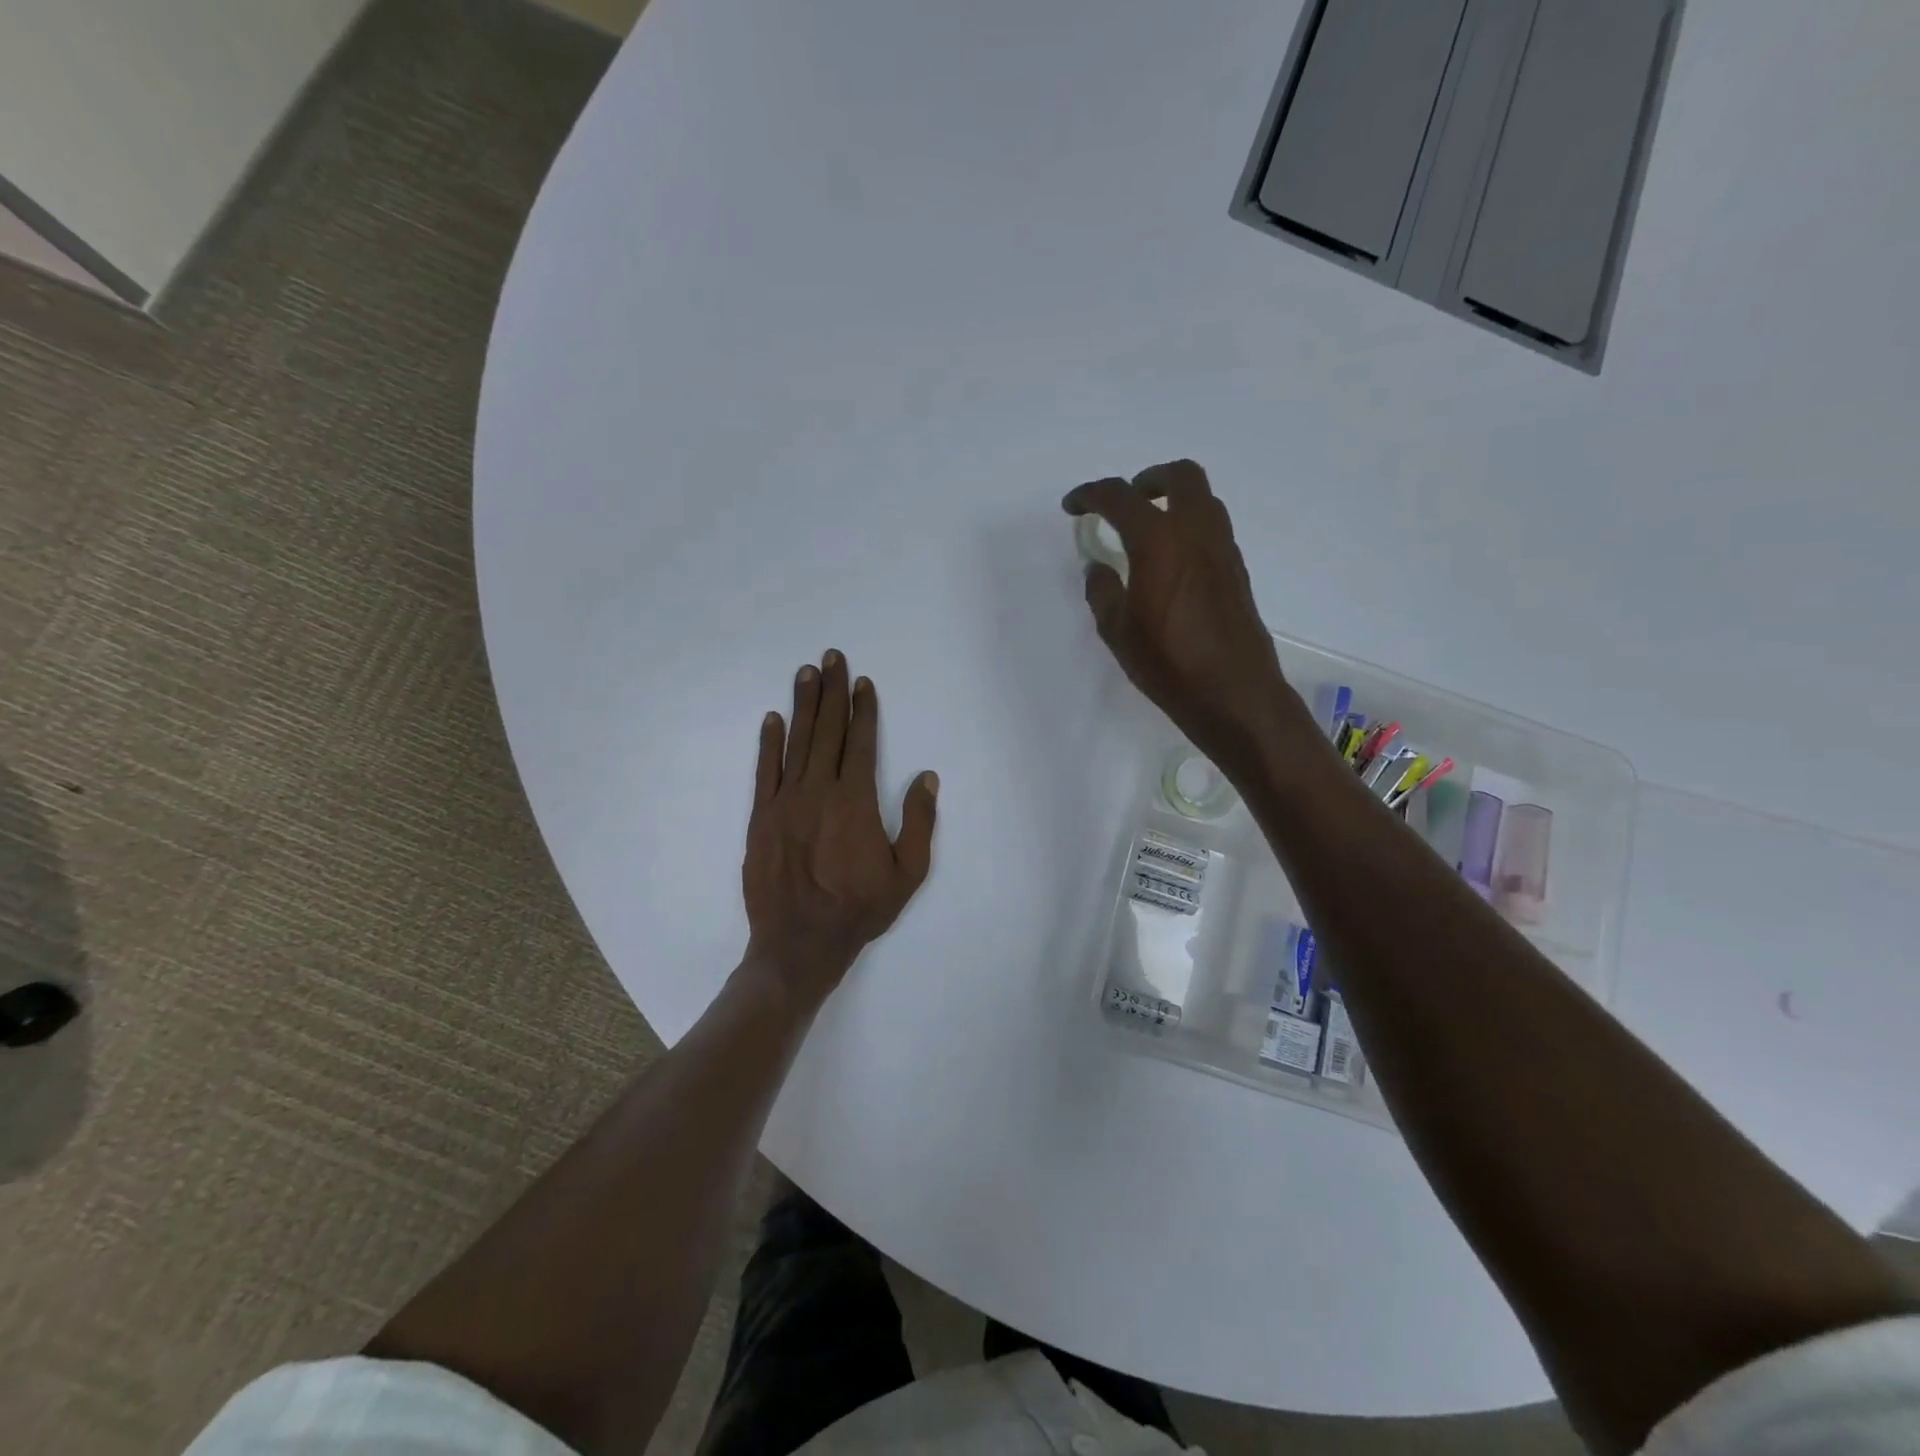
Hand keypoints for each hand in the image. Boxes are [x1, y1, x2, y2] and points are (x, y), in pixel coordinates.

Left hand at [742, 651, 938, 1010]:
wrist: (798, 945)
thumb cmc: (859, 911)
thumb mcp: (907, 874)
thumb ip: (918, 822)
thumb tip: (926, 777)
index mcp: (855, 802)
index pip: (860, 742)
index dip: (863, 709)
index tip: (864, 683)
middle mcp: (818, 792)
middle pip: (827, 731)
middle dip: (832, 691)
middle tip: (832, 657)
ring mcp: (785, 802)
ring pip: (796, 743)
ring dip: (803, 705)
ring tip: (806, 673)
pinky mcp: (760, 818)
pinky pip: (765, 771)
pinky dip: (769, 743)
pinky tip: (773, 718)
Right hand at [1064, 460, 1317, 778]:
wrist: (1234, 693)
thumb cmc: (1168, 663)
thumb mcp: (1117, 630)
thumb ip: (1102, 591)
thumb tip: (1099, 568)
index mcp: (1158, 540)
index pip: (1119, 497)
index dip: (1090, 495)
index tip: (1073, 506)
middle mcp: (1196, 532)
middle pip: (1180, 476)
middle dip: (1148, 479)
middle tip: (1126, 501)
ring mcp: (1223, 549)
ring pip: (1203, 499)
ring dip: (1173, 500)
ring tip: (1147, 530)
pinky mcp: (1236, 570)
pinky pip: (1212, 528)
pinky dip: (1188, 527)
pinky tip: (1170, 562)